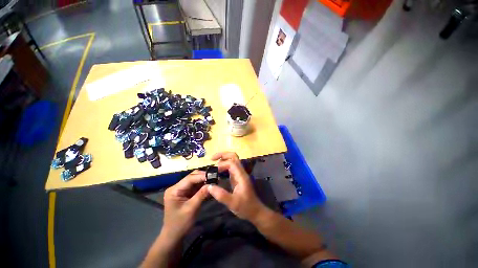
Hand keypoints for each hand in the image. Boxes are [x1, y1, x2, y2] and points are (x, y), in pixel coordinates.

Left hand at [162, 170, 208, 239]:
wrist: (174, 236)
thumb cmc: (180, 224)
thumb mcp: (191, 209)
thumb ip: (201, 195)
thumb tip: (212, 184)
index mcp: (174, 190)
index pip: (190, 178)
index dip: (202, 176)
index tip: (214, 175)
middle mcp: (177, 187)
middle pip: (192, 177)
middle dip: (204, 177)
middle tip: (216, 177)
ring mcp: (182, 189)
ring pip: (195, 180)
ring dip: (205, 180)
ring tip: (215, 180)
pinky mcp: (186, 193)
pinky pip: (196, 186)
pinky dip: (203, 186)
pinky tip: (210, 186)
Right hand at [207, 152, 265, 221]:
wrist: (255, 211)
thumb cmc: (246, 207)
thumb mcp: (232, 203)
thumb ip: (221, 195)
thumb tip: (209, 186)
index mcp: (241, 176)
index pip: (232, 163)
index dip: (221, 164)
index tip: (212, 171)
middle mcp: (241, 172)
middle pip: (234, 156)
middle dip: (223, 155)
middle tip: (212, 158)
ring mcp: (239, 174)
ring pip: (233, 160)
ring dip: (223, 159)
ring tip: (213, 164)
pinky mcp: (237, 177)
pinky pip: (231, 167)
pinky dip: (224, 166)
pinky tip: (217, 171)